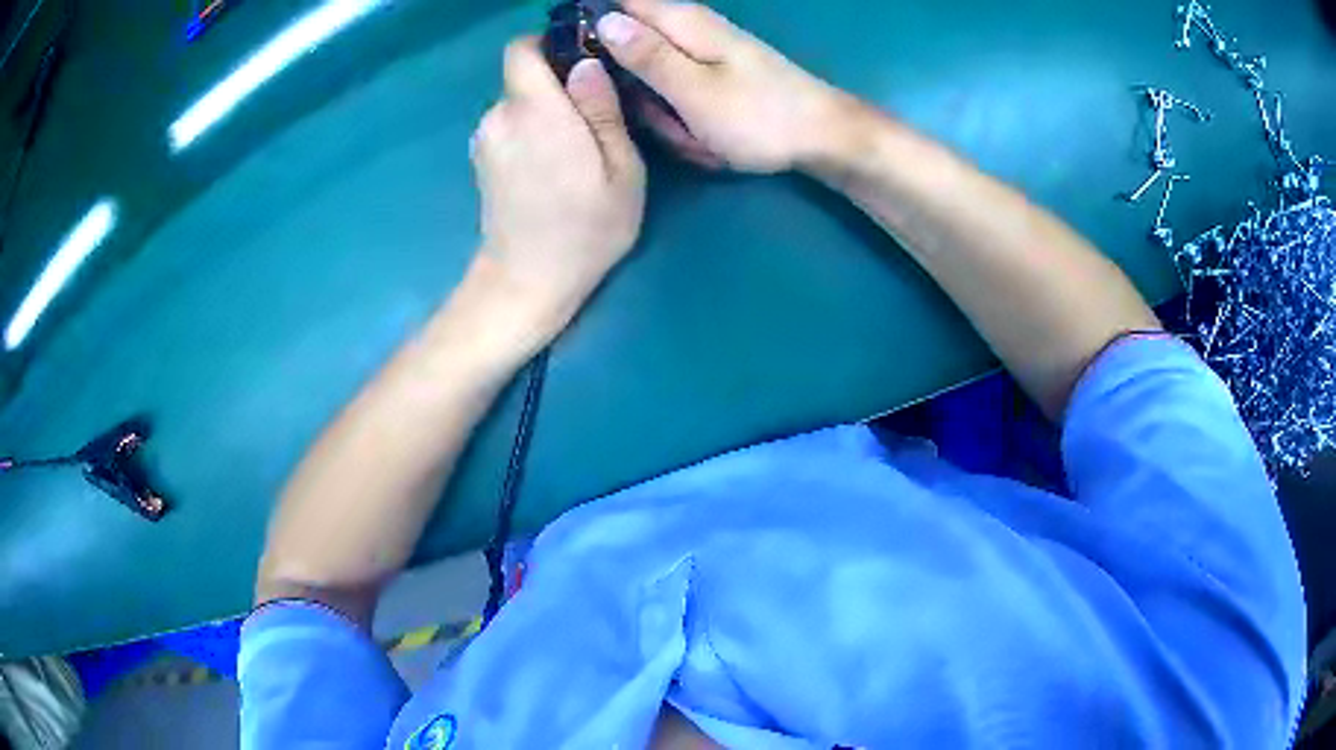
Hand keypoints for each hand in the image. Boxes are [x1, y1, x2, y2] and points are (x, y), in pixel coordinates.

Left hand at [471, 38, 646, 341]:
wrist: (527, 282)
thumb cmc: (585, 230)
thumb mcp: (621, 170)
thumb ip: (603, 109)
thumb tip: (586, 65)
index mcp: (535, 111)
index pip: (522, 49)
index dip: (549, 46)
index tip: (581, 62)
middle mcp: (499, 116)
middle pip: (523, 76)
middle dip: (556, 85)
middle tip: (593, 117)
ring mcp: (484, 140)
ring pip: (517, 102)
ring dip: (544, 112)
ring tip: (575, 148)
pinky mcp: (480, 160)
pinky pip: (507, 126)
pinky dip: (528, 132)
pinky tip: (549, 166)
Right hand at [596, 0, 851, 172]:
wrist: (821, 138)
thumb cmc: (759, 115)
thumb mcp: (694, 90)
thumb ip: (646, 55)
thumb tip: (602, 20)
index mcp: (680, 22)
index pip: (617, 3)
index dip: (589, 25)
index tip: (578, 61)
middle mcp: (688, 29)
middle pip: (628, 49)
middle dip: (635, 90)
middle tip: (663, 118)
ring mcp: (701, 57)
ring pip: (651, 82)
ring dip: (665, 115)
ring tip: (695, 135)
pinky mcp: (711, 80)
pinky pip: (677, 99)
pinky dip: (686, 123)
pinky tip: (707, 139)